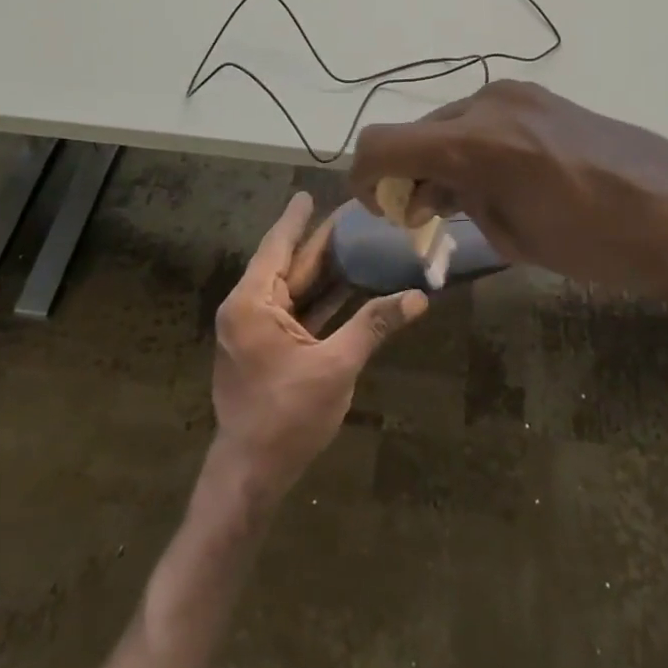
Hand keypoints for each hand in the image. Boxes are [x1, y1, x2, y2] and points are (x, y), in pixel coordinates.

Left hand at [210, 192, 427, 503]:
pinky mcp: (266, 348)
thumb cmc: (287, 417)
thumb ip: (373, 326)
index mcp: (252, 304)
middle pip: (288, 264)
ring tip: (355, 241)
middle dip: (318, 242)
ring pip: (293, 288)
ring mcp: (256, 330)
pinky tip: (348, 284)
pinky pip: (295, 311)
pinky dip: (319, 298)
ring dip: (322, 269)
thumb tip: (418, 297)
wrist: (251, 474)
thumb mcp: (335, 367)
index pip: (277, 246)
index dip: (296, 219)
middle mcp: (249, 309)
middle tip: (350, 214)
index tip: (309, 193)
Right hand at [350, 81, 667, 310]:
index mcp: (476, 142)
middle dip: (407, 175)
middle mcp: (489, 103)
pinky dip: (473, 148)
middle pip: (416, 133)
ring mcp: (520, 94)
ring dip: (442, 161)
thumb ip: (462, 205)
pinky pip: (485, 120)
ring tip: (470, 205)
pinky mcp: (544, 98)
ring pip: (450, 125)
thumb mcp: (517, 238)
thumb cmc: (602, 245)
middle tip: (426, 220)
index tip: (377, 210)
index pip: (383, 144)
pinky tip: (501, 182)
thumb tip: (436, 192)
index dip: (364, 178)